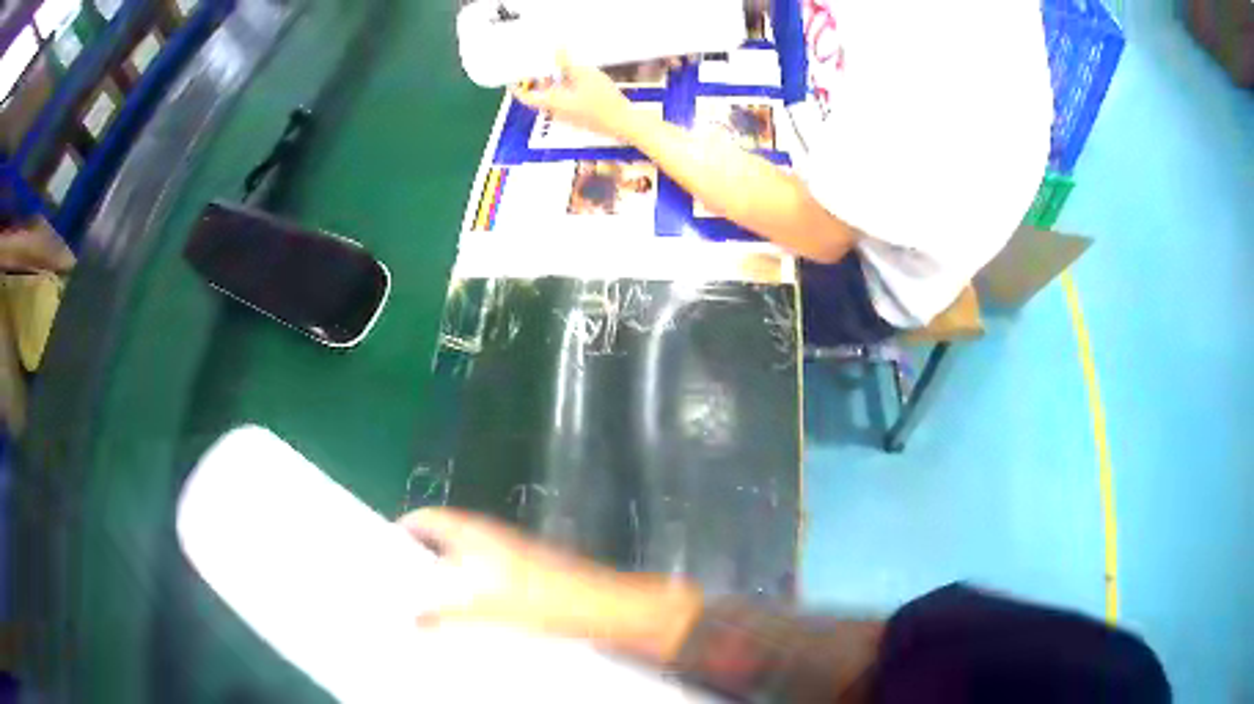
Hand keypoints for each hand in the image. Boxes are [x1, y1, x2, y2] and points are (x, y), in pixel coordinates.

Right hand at [399, 508, 702, 663]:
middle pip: (444, 537)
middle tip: (396, 578)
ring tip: (422, 599)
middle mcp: (490, 536)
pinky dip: (466, 586)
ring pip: (463, 557)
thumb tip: (412, 619)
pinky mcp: (525, 572)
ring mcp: (509, 553)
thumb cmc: (542, 601)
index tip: (384, 545)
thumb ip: (444, 615)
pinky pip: (482, 574)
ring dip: (443, 573)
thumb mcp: (485, 610)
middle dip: (420, 554)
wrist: (601, 608)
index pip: (429, 518)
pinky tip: (464, 612)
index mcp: (476, 533)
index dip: (405, 527)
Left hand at [512, 52, 639, 141]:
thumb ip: (569, 63)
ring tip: (560, 72)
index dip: (518, 90)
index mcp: (553, 103)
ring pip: (555, 100)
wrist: (623, 123)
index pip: (528, 97)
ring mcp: (570, 117)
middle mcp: (558, 112)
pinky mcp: (581, 119)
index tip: (512, 83)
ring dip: (554, 87)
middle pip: (542, 97)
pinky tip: (578, 83)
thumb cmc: (604, 102)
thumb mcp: (585, 76)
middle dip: (539, 84)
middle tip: (537, 70)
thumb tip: (557, 48)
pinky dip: (566, 92)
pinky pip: (567, 104)